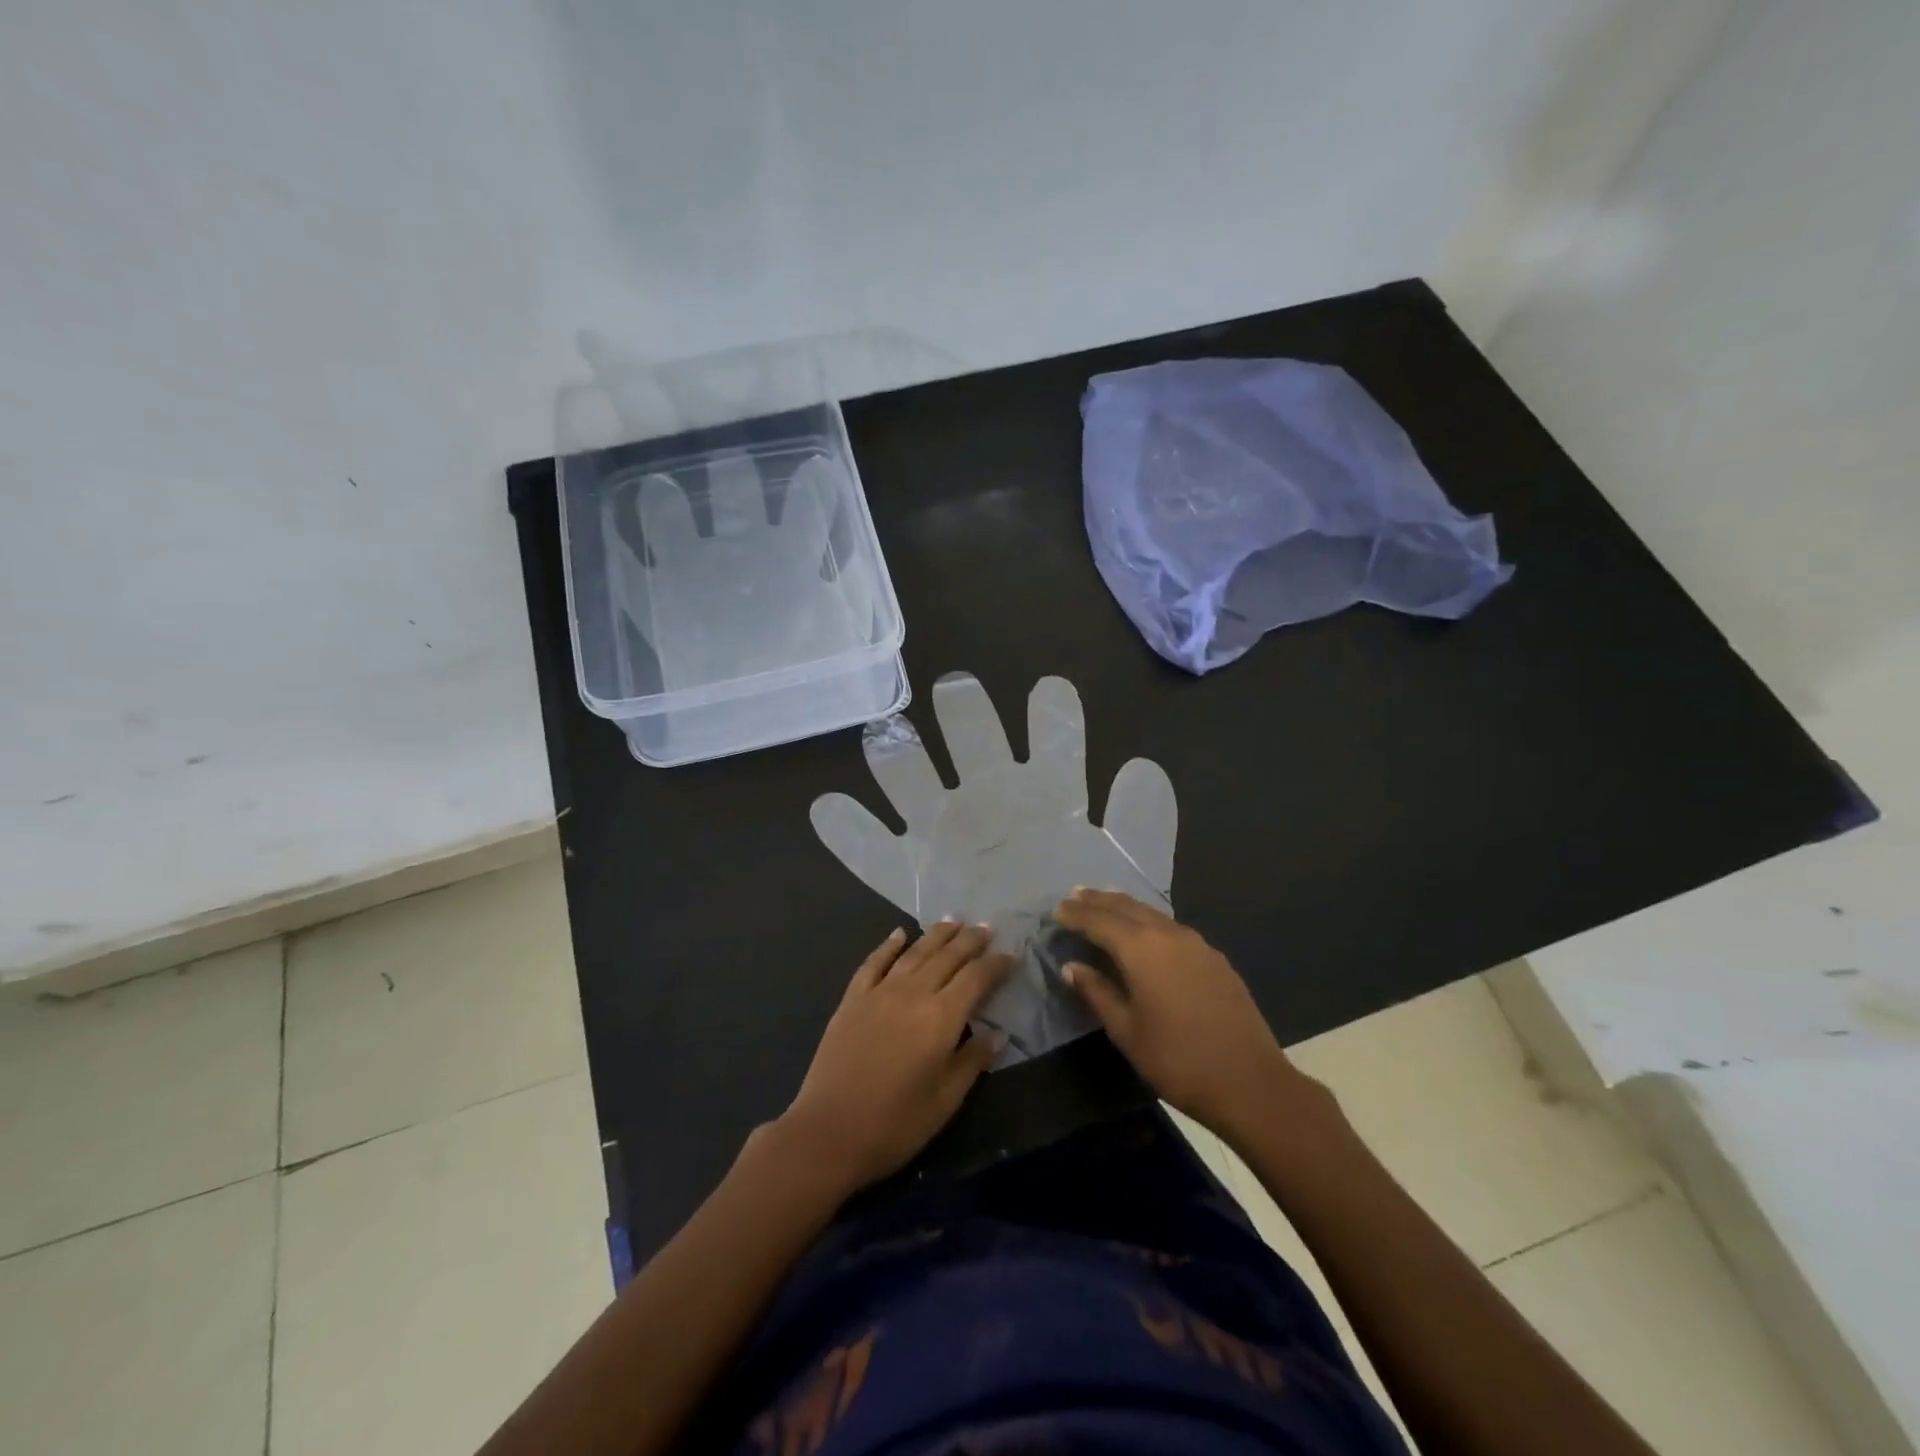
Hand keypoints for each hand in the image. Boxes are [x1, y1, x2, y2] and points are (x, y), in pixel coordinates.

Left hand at [775, 921, 1013, 1192]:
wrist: (828, 1133)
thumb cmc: (894, 1125)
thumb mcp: (945, 1102)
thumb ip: (972, 1062)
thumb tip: (996, 1033)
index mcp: (940, 1018)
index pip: (976, 978)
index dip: (996, 965)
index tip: (1011, 956)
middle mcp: (912, 994)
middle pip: (947, 957)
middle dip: (970, 941)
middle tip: (986, 927)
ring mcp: (879, 993)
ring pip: (914, 952)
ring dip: (936, 934)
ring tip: (953, 920)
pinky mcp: (852, 999)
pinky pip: (874, 963)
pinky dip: (888, 945)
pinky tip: (899, 933)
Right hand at [1055, 889, 1324, 1142]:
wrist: (1250, 1082)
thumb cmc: (1177, 1060)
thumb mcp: (1126, 1031)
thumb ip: (1097, 992)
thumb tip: (1072, 967)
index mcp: (1141, 949)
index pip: (1099, 920)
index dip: (1075, 914)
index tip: (1056, 910)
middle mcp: (1168, 934)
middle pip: (1126, 907)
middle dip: (1098, 901)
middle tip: (1075, 896)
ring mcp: (1196, 943)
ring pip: (1151, 913)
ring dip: (1124, 906)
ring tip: (1104, 903)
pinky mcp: (1214, 958)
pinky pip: (1171, 927)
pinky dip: (1149, 920)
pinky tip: (1145, 931)